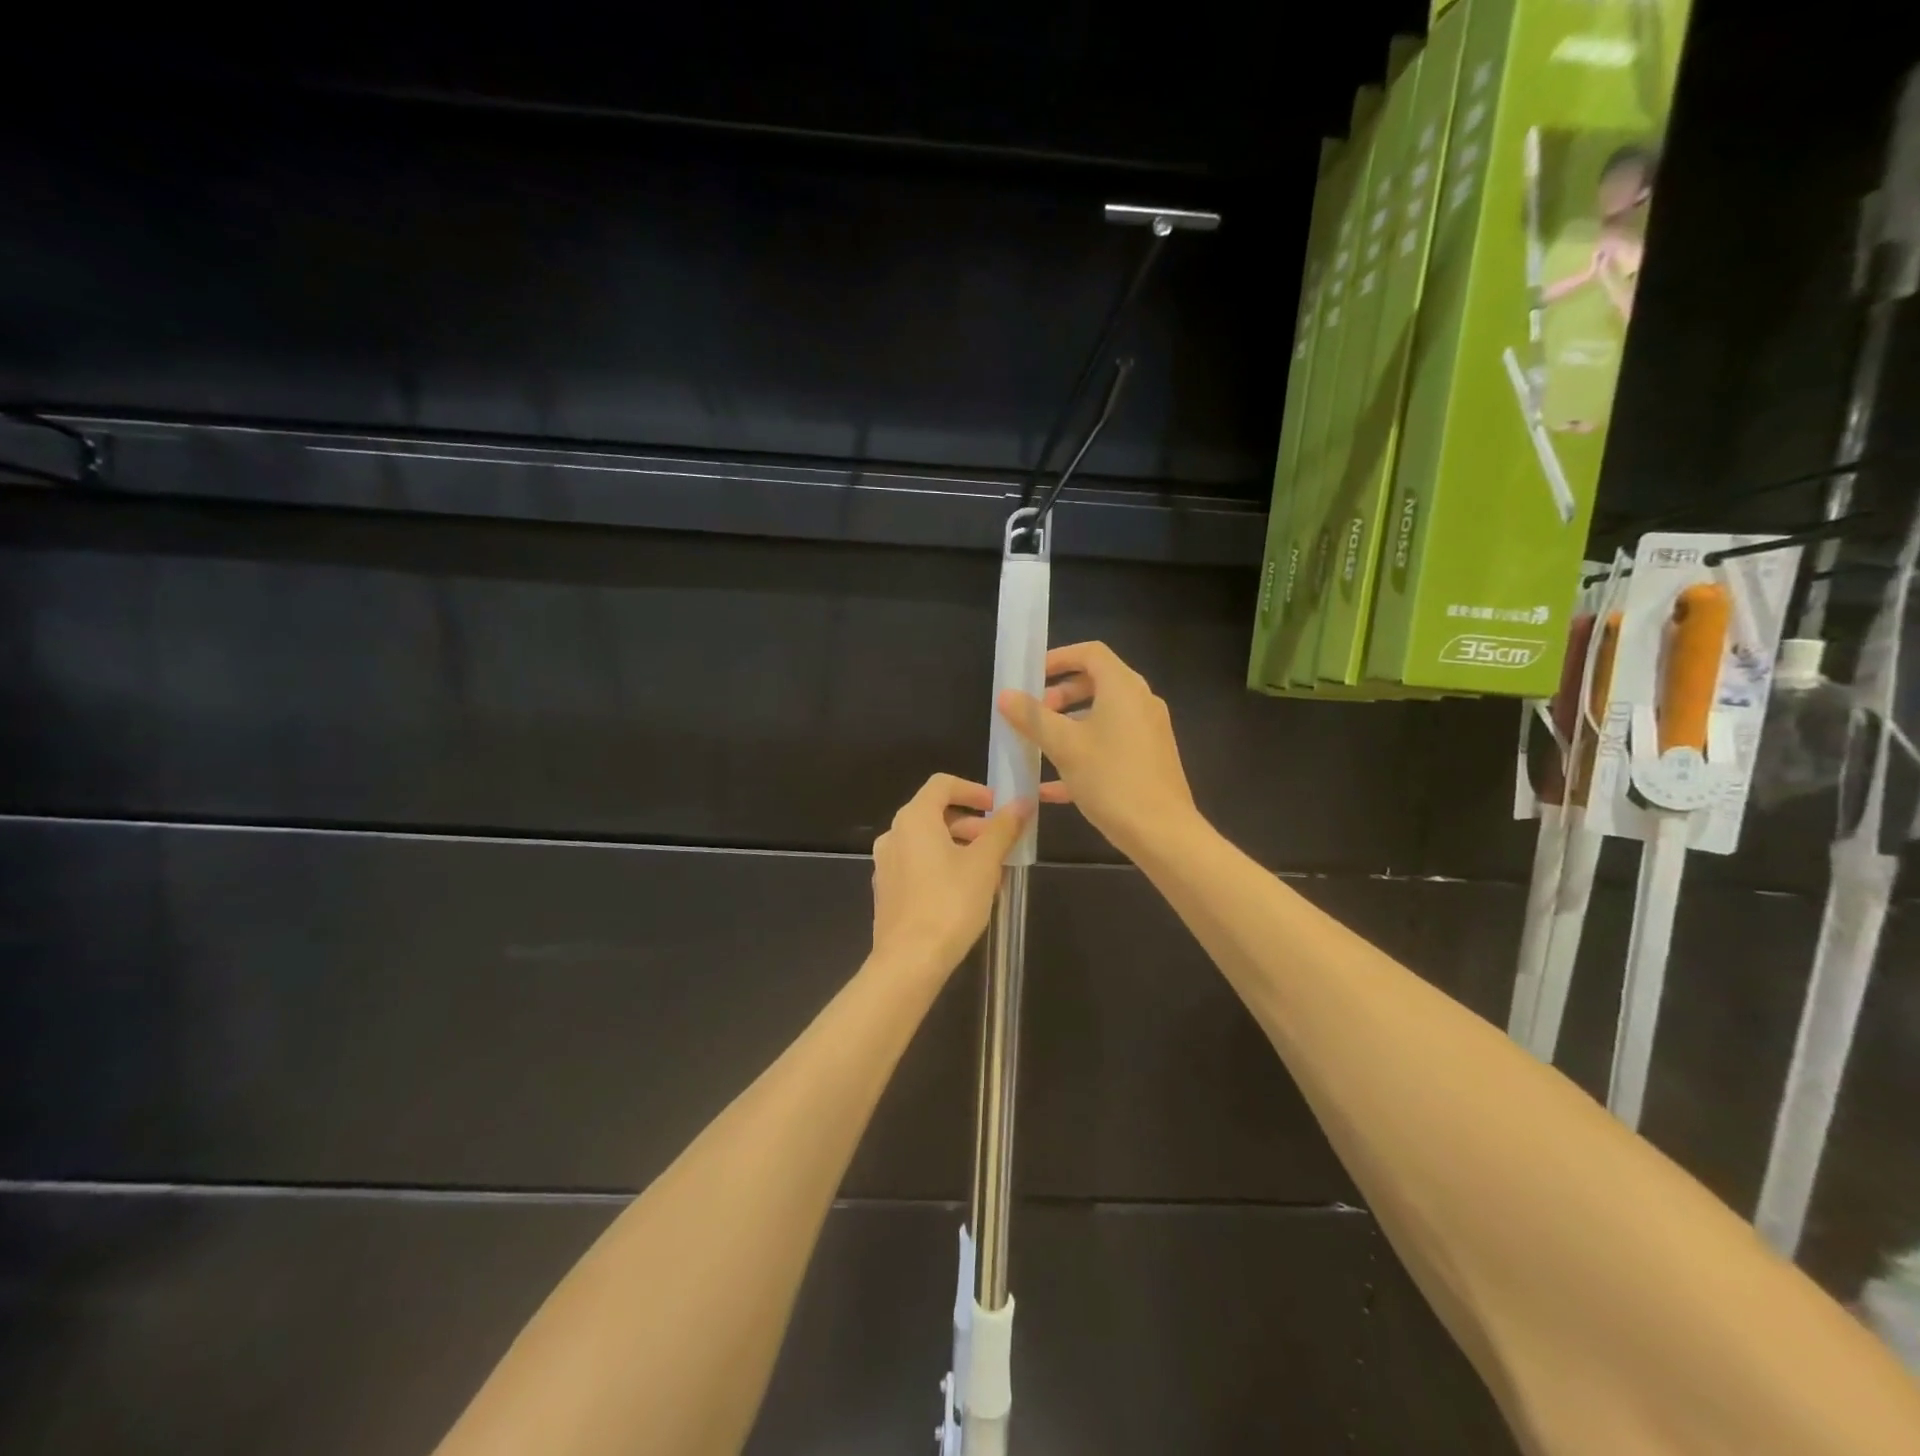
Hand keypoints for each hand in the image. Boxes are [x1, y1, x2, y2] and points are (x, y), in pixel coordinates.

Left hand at [869, 774, 1032, 976]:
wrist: (909, 960)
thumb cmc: (950, 903)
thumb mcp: (984, 863)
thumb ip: (1003, 829)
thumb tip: (1022, 802)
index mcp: (914, 819)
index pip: (943, 784)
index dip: (974, 790)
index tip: (998, 807)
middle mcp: (893, 834)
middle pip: (935, 813)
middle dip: (972, 824)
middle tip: (1000, 842)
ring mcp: (886, 864)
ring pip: (927, 842)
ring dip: (960, 847)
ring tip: (990, 872)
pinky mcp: (887, 890)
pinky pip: (917, 864)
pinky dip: (942, 866)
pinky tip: (966, 893)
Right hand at [997, 640, 1197, 859]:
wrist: (1162, 832)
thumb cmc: (1111, 779)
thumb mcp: (1064, 746)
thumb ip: (1033, 718)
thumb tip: (1006, 695)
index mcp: (1123, 688)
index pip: (1090, 653)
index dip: (1058, 658)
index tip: (1030, 677)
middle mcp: (1140, 702)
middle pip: (1096, 683)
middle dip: (1060, 695)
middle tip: (1033, 714)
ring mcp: (1148, 732)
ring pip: (1102, 716)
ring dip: (1069, 725)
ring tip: (1040, 746)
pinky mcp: (1149, 759)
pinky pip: (1111, 744)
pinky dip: (1083, 751)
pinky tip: (1051, 786)